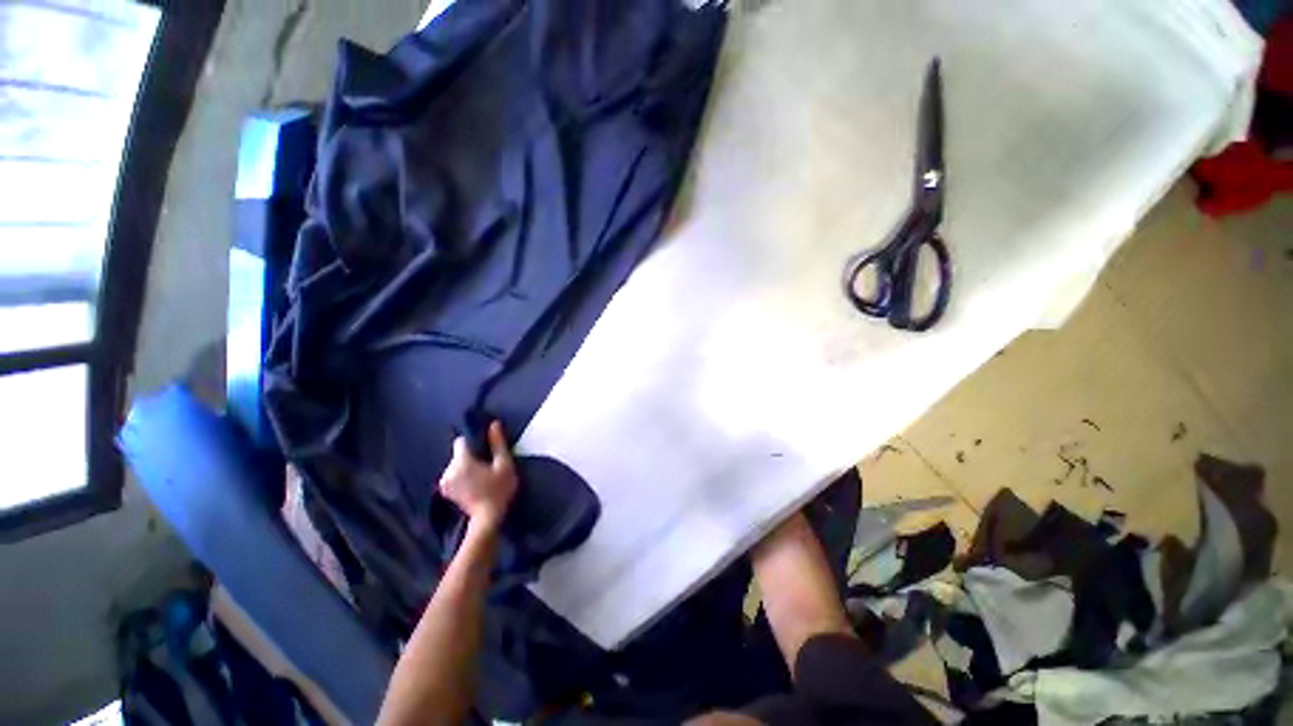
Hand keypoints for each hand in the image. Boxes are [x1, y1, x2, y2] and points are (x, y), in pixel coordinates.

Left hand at [439, 421, 517, 530]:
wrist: (487, 517)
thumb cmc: (498, 489)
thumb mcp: (504, 464)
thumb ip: (498, 443)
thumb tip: (494, 424)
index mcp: (462, 461)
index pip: (461, 441)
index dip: (472, 442)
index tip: (483, 449)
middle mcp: (448, 469)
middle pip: (458, 454)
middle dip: (470, 456)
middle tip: (486, 465)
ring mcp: (444, 482)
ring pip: (455, 465)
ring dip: (465, 467)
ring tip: (480, 476)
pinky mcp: (444, 492)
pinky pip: (452, 476)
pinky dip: (461, 477)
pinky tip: (473, 484)